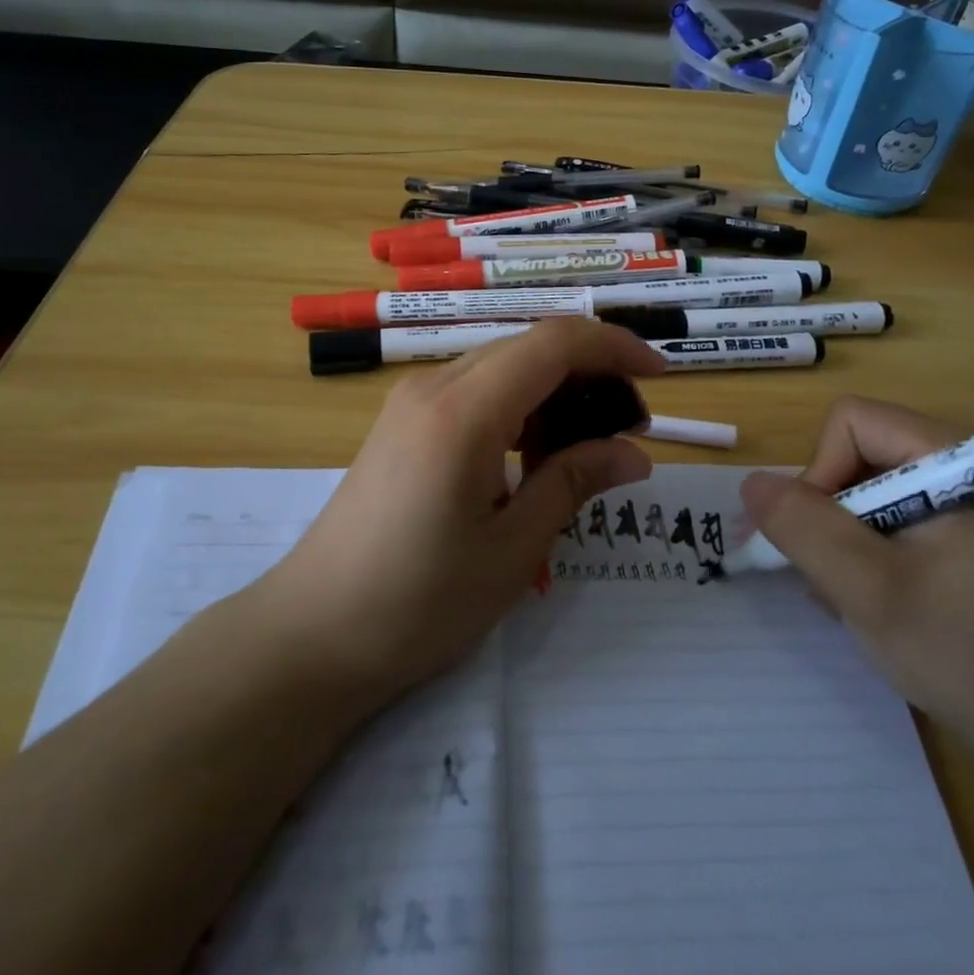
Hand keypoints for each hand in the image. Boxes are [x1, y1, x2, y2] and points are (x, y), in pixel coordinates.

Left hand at [258, 319, 661, 703]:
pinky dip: (518, 408)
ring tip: (585, 451)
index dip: (614, 347)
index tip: (660, 378)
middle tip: (628, 429)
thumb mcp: (511, 550)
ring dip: (553, 393)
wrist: (313, 631)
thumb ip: (573, 484)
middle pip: (529, 348)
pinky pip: (475, 391)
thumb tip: (634, 453)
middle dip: (590, 374)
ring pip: (503, 367)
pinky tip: (530, 458)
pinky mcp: (402, 422)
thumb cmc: (417, 602)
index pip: (554, 343)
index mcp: (463, 411)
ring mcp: (411, 401)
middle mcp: (434, 386)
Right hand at [740, 396, 973, 773]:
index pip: (852, 423)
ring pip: (867, 490)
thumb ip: (803, 528)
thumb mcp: (869, 591)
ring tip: (856, 599)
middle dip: (829, 513)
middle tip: (833, 577)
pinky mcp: (966, 538)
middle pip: (857, 454)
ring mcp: (968, 504)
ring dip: (844, 540)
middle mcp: (964, 467)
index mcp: (956, 460)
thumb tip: (752, 483)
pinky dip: (868, 554)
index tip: (827, 541)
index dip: (822, 472)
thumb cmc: (970, 656)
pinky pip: (891, 520)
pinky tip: (878, 603)